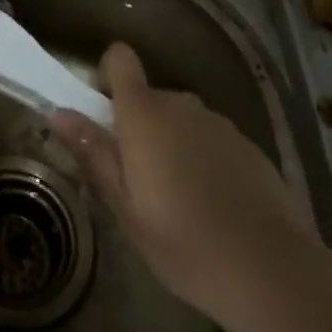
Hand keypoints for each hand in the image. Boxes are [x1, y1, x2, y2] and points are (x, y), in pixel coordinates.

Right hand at [50, 43, 308, 327]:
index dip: (110, 75)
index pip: (120, 60)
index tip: (107, 115)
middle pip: (150, 98)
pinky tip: (217, 208)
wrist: (273, 271)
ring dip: (175, 146)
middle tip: (141, 183)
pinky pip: (212, 141)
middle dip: (141, 128)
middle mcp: (182, 105)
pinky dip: (207, 161)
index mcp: (144, 115)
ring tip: (182, 202)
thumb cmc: (184, 242)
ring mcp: (220, 124)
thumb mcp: (126, 207)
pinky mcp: (250, 146)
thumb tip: (58, 112)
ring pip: (183, 122)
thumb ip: (94, 153)